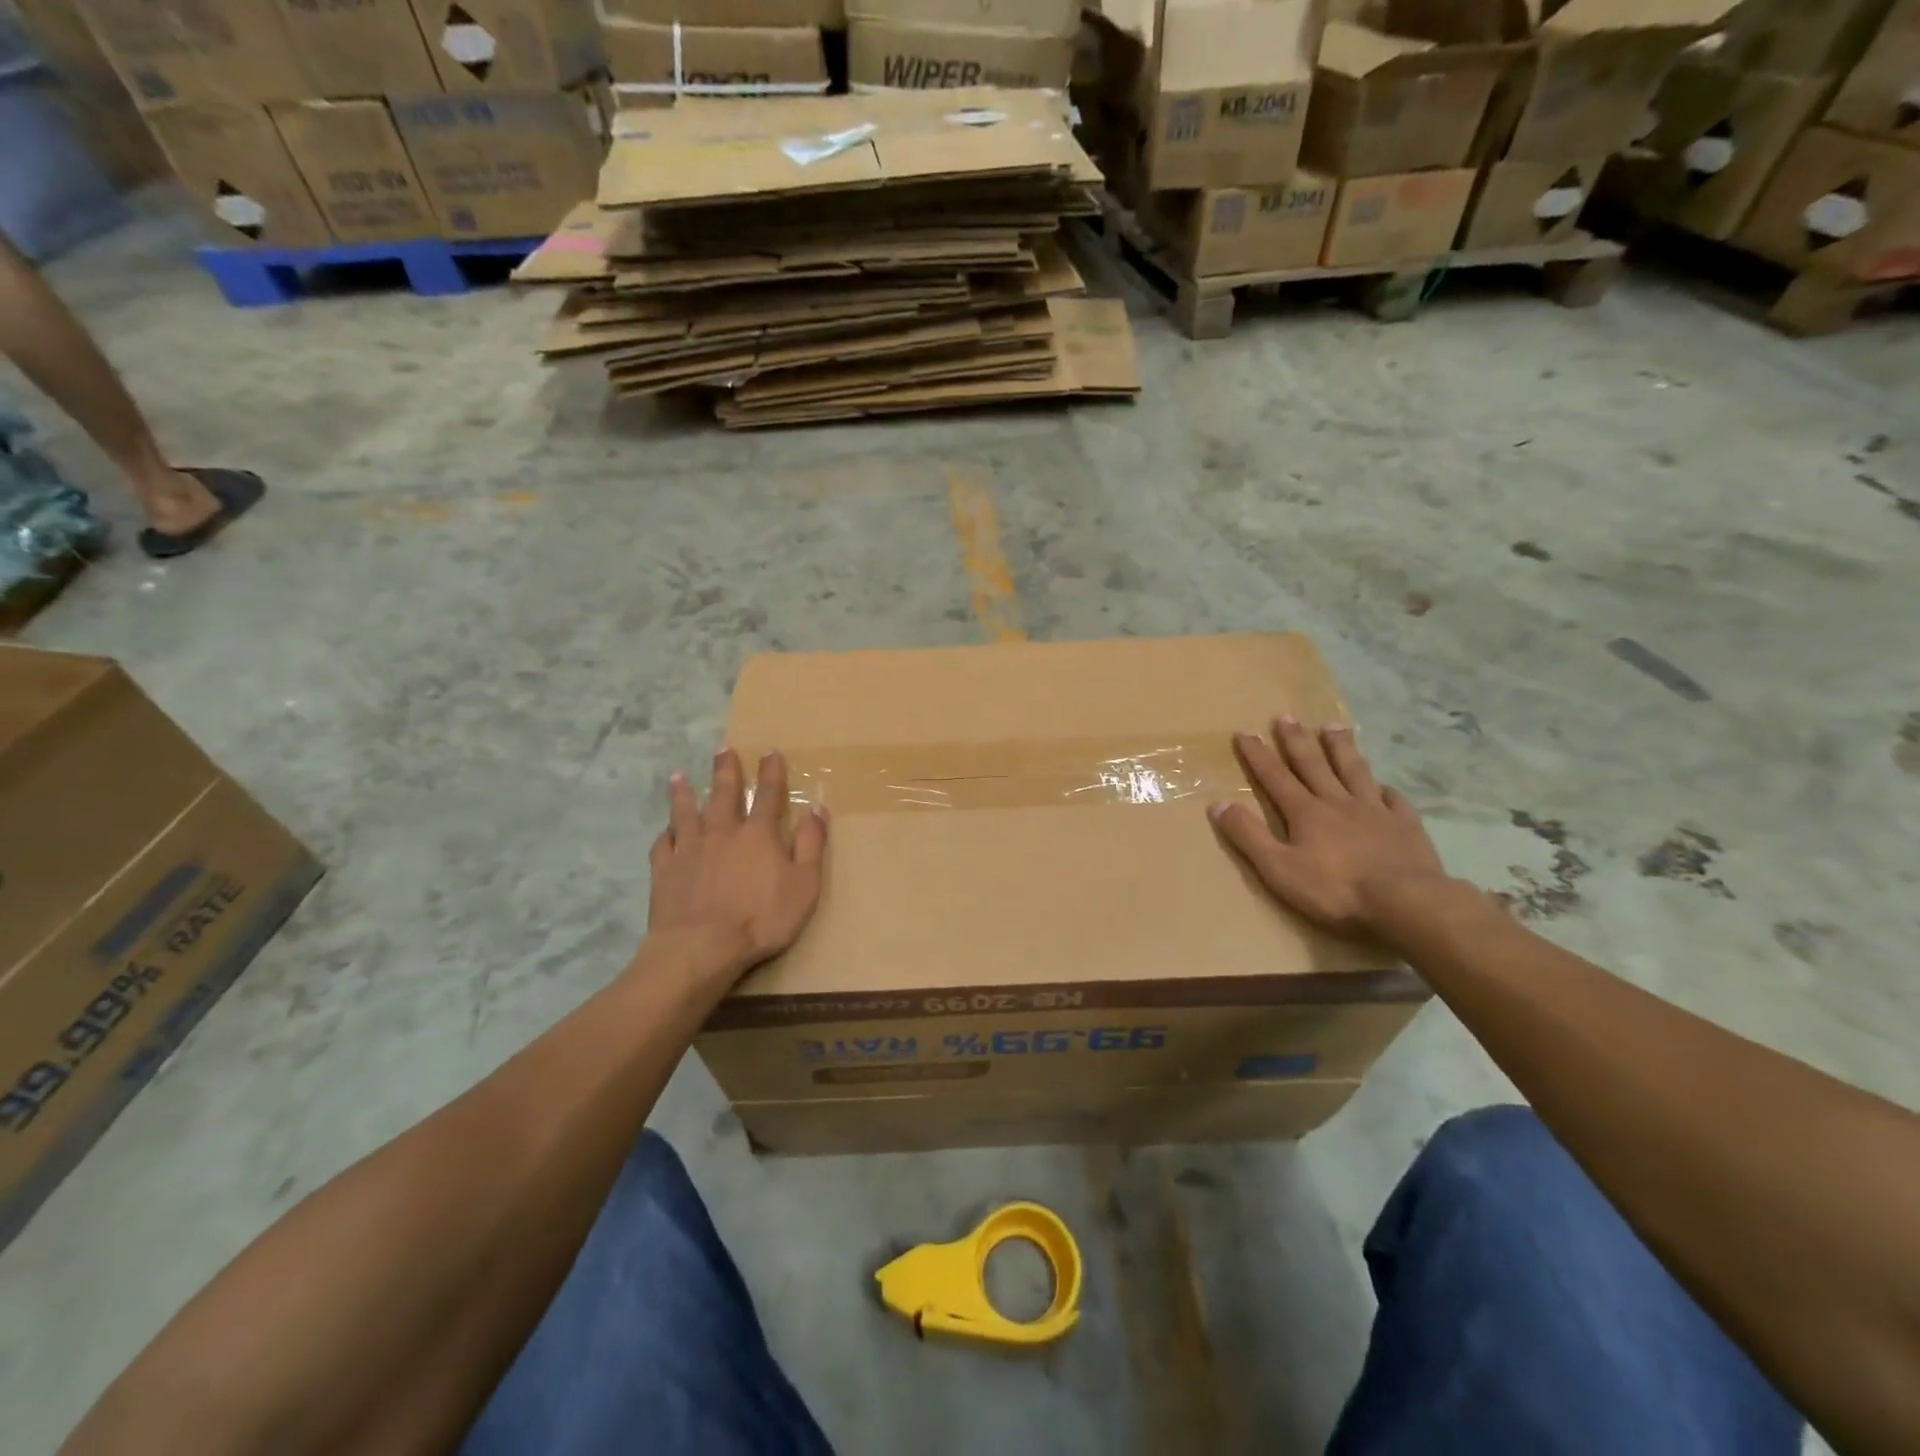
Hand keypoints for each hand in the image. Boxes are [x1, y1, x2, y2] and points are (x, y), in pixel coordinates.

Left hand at [647, 747, 827, 980]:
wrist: (701, 947)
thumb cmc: (761, 918)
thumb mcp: (804, 884)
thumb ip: (811, 844)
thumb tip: (818, 808)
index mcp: (758, 834)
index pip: (768, 794)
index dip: (771, 772)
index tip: (770, 752)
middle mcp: (722, 831)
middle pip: (724, 793)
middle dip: (726, 770)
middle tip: (723, 749)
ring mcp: (690, 849)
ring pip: (686, 812)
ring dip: (684, 792)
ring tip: (679, 776)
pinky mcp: (665, 870)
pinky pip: (664, 843)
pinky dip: (666, 833)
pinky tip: (666, 830)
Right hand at [1208, 718, 1446, 936]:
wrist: (1405, 902)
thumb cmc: (1335, 889)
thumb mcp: (1278, 868)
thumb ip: (1248, 835)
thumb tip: (1218, 803)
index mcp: (1306, 812)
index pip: (1275, 777)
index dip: (1258, 755)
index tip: (1245, 732)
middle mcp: (1338, 803)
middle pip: (1314, 765)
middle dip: (1297, 741)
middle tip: (1286, 716)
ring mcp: (1375, 811)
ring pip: (1354, 771)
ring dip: (1341, 748)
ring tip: (1333, 726)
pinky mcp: (1405, 826)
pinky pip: (1393, 799)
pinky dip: (1385, 789)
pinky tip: (1383, 785)